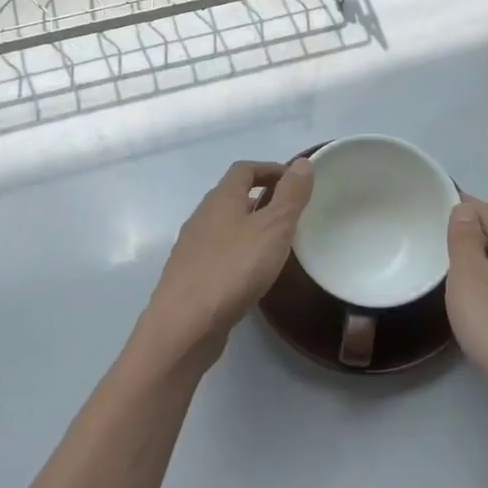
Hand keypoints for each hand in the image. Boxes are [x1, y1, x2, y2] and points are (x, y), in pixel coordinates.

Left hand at [137, 159, 313, 366]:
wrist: (184, 325)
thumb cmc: (233, 269)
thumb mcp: (273, 228)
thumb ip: (290, 196)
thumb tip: (303, 162)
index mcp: (220, 198)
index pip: (244, 169)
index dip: (271, 169)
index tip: (296, 182)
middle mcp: (202, 216)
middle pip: (233, 196)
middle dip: (262, 199)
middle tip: (291, 215)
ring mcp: (192, 247)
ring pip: (225, 226)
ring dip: (250, 227)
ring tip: (277, 245)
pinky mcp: (190, 276)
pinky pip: (219, 253)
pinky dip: (239, 253)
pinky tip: (252, 275)